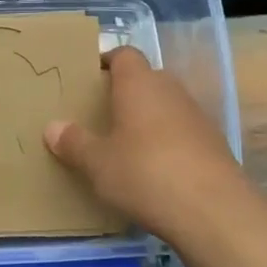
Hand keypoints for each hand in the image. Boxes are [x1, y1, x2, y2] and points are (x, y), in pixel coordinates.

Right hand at [44, 46, 246, 238]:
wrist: (214, 211)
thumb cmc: (145, 174)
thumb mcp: (98, 163)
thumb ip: (74, 143)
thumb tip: (52, 127)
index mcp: (139, 83)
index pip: (123, 55)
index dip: (106, 62)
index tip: (89, 80)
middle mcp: (170, 90)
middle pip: (145, 79)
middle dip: (125, 93)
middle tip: (101, 116)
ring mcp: (197, 115)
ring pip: (165, 106)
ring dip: (148, 119)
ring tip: (126, 146)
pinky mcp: (214, 144)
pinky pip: (182, 132)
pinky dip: (168, 143)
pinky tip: (155, 171)